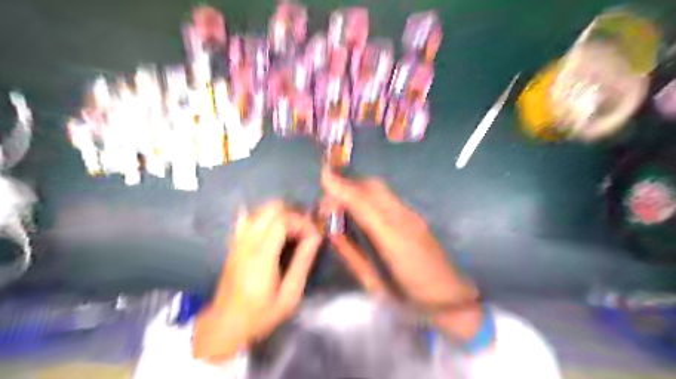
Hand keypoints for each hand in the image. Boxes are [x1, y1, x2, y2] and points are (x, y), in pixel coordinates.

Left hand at [193, 203, 321, 361]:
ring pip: (260, 210)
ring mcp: (238, 241)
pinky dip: (263, 218)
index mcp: (262, 255)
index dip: (302, 222)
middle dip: (293, 214)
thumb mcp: (289, 294)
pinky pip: (248, 218)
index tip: (314, 235)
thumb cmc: (261, 314)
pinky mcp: (234, 244)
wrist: (226, 325)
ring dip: (279, 215)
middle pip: (271, 209)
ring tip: (291, 232)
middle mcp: (248, 242)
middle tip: (304, 232)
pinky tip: (271, 231)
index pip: (283, 220)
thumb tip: (315, 237)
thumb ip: (303, 263)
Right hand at [320, 170, 483, 341]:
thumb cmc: (408, 297)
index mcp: (392, 240)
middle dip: (348, 184)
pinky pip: (387, 197)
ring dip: (358, 188)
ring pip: (381, 189)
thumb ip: (351, 254)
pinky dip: (369, 194)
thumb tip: (331, 232)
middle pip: (373, 187)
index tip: (323, 176)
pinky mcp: (415, 216)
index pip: (364, 204)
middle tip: (330, 199)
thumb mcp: (373, 283)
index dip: (343, 188)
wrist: (449, 296)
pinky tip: (361, 207)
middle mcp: (404, 220)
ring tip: (341, 201)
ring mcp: (412, 215)